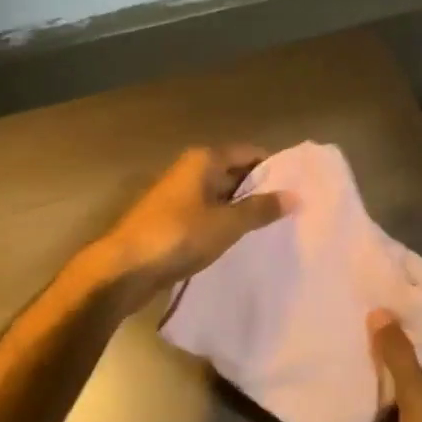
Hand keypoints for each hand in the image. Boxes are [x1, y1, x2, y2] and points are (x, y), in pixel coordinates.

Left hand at [92, 146, 291, 310]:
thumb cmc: (178, 236)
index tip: (298, 187)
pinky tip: (241, 241)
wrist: (123, 269)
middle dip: (260, 190)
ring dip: (242, 209)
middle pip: (235, 172)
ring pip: (221, 196)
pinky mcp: (172, 219)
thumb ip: (261, 209)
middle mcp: (191, 170)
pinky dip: (224, 223)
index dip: (274, 168)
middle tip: (292, 210)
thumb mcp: (227, 224)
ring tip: (273, 228)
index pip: (249, 152)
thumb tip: (295, 196)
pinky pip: (208, 214)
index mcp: (204, 160)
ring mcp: (179, 195)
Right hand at [370, 311, 421, 421]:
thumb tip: (381, 312)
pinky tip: (360, 398)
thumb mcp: (419, 398)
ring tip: (354, 354)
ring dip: (390, 380)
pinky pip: (408, 417)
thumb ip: (398, 355)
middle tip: (361, 326)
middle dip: (398, 349)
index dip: (417, 321)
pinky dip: (389, 408)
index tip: (384, 305)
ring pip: (417, 391)